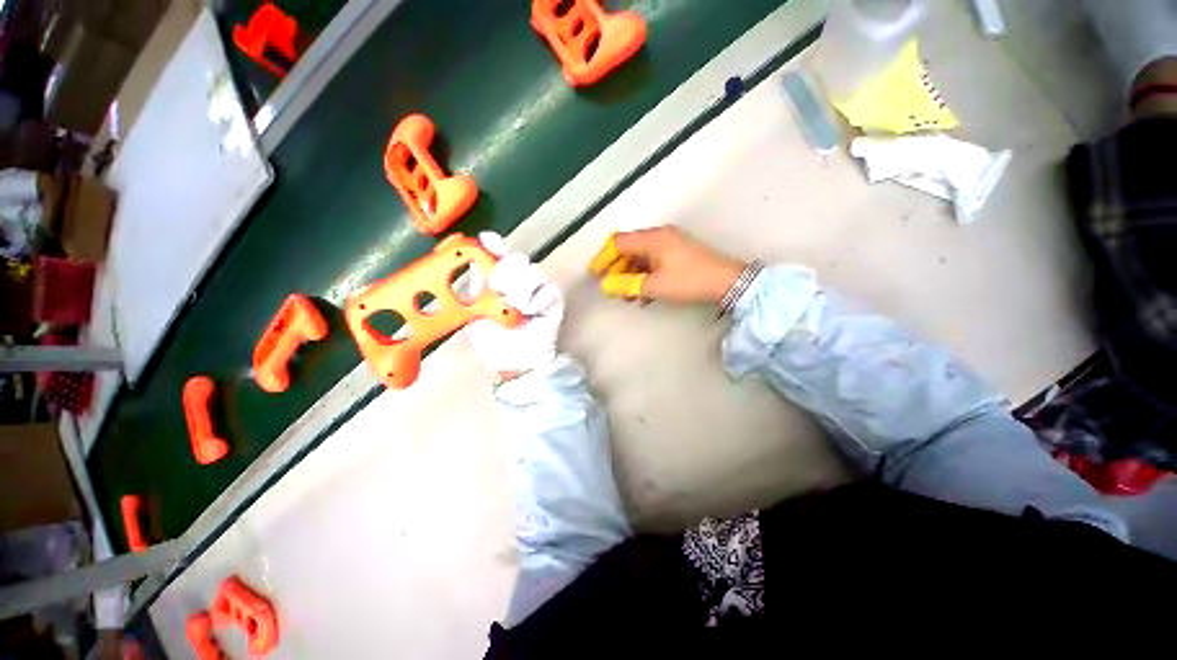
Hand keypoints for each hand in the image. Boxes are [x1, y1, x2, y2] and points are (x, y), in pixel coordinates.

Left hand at [466, 232, 563, 380]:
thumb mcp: (475, 314)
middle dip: (506, 271)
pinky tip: (530, 312)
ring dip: (521, 290)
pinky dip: (537, 300)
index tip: (487, 240)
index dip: (494, 244)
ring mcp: (538, 290)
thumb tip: (471, 263)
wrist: (515, 363)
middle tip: (498, 288)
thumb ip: (476, 289)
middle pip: (518, 259)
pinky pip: (549, 290)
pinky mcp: (553, 302)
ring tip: (515, 308)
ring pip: (534, 272)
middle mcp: (519, 281)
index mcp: (498, 281)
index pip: (498, 254)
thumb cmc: (494, 341)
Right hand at [591, 227, 745, 304]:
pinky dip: (644, 274)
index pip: (618, 243)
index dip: (604, 257)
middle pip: (629, 248)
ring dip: (631, 274)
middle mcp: (660, 236)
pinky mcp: (678, 253)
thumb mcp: (655, 286)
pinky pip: (653, 261)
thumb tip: (606, 286)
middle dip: (617, 268)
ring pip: (641, 256)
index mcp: (653, 238)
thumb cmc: (689, 281)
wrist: (728, 282)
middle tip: (611, 287)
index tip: (594, 274)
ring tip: (627, 295)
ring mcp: (671, 243)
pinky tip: (643, 292)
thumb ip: (627, 285)